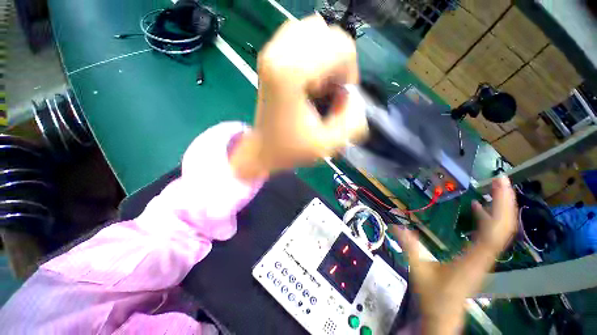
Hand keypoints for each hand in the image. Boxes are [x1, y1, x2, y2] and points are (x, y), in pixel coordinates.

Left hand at [230, 15, 367, 180]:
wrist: (264, 147)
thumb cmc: (292, 148)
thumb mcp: (328, 145)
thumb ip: (353, 121)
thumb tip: (353, 95)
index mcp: (291, 73)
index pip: (341, 48)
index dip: (349, 74)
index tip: (337, 98)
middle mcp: (278, 53)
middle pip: (330, 35)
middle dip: (338, 64)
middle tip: (328, 91)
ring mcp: (271, 50)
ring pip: (317, 30)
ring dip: (326, 57)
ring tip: (318, 84)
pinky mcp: (270, 53)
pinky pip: (302, 35)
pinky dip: (313, 52)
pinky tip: (308, 76)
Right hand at [391, 177, 516, 333]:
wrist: (444, 317)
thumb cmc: (434, 296)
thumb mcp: (418, 269)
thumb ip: (409, 246)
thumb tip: (395, 225)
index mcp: (472, 260)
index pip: (493, 232)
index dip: (499, 208)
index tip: (499, 186)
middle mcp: (484, 257)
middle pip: (504, 229)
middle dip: (505, 203)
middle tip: (501, 179)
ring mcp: (484, 258)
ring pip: (500, 232)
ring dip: (500, 209)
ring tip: (495, 189)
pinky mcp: (480, 259)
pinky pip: (490, 236)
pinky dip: (488, 219)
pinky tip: (478, 208)